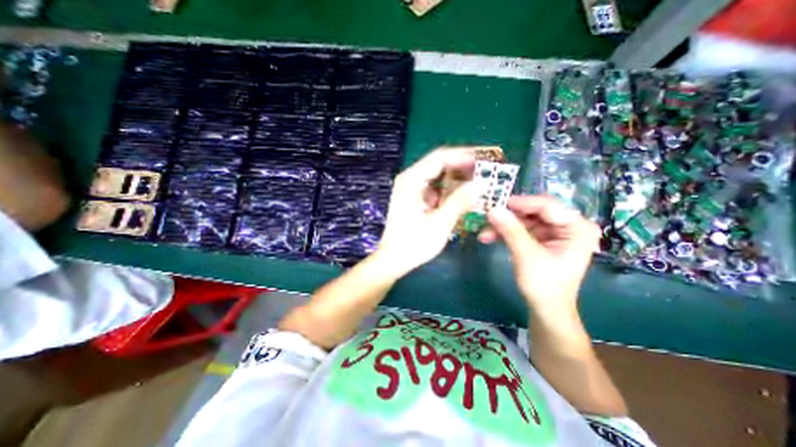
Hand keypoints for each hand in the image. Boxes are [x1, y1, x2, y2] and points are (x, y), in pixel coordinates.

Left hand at [375, 148, 473, 277]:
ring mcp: (411, 189)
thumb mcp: (440, 224)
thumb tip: (481, 183)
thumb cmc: (413, 244)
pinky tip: (464, 196)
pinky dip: (450, 190)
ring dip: (458, 178)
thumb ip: (460, 201)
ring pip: (438, 176)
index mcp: (412, 180)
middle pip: (439, 164)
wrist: (392, 260)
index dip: (464, 156)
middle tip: (486, 170)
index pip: (440, 158)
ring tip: (479, 181)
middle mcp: (410, 179)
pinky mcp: (414, 198)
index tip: (485, 159)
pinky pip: (435, 187)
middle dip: (463, 166)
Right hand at [475, 196, 599, 310]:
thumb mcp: (527, 255)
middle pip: (533, 212)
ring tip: (484, 232)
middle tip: (487, 216)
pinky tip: (489, 237)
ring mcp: (554, 232)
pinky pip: (522, 230)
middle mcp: (568, 225)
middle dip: (509, 216)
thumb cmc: (544, 285)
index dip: (520, 203)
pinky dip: (506, 233)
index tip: (496, 202)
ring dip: (503, 226)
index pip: (547, 206)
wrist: (546, 309)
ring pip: (524, 221)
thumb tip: (492, 209)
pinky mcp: (542, 239)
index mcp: (576, 227)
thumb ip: (511, 230)